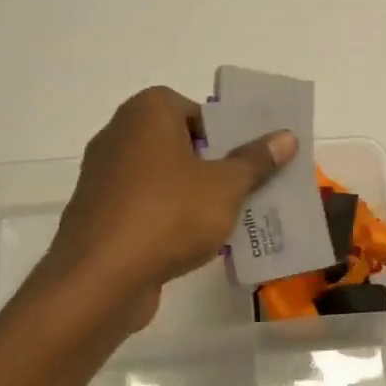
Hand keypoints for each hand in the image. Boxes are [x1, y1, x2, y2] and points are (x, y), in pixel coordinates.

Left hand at [42, 86, 295, 326]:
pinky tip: (194, 243)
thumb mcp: (226, 187)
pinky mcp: (99, 214)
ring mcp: (104, 177)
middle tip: (244, 187)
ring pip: (161, 177)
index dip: (221, 130)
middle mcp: (118, 135)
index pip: (191, 107)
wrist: (101, 278)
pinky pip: (144, 206)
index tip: (244, 158)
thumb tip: (286, 136)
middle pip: (177, 142)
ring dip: (192, 194)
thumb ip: (256, 160)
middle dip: (211, 164)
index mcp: (146, 113)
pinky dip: (167, 217)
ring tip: (227, 218)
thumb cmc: (168, 216)